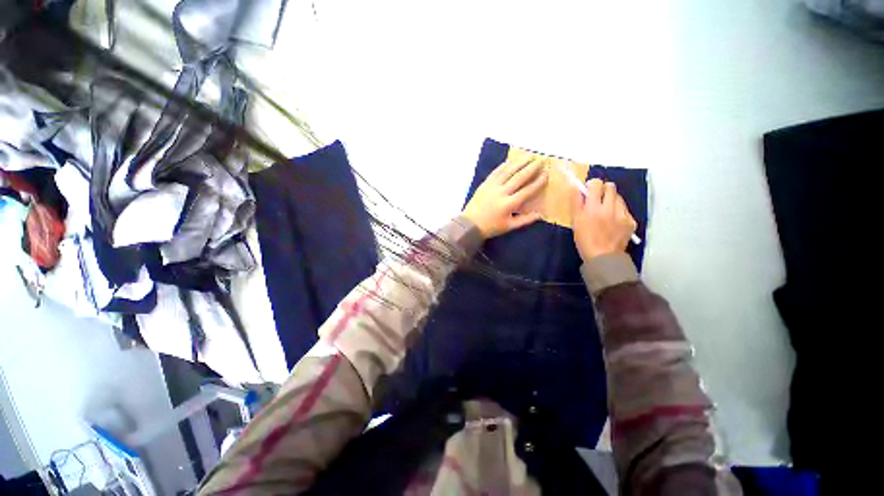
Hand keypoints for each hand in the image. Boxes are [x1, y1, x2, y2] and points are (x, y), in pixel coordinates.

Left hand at [462, 156, 547, 237]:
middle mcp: (501, 193)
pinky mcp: (485, 184)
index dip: (538, 182)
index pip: (527, 191)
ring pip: (508, 171)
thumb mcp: (509, 226)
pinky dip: (504, 165)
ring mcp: (492, 187)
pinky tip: (511, 160)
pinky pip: (496, 172)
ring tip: (529, 156)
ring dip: (519, 163)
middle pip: (519, 178)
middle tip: (541, 161)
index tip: (546, 174)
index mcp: (509, 205)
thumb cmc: (491, 227)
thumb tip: (540, 214)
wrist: (470, 224)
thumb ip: (525, 220)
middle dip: (531, 168)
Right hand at [572, 179, 636, 260]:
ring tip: (606, 211)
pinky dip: (618, 211)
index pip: (596, 184)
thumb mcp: (576, 222)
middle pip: (610, 186)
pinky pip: (625, 209)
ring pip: (618, 197)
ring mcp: (623, 214)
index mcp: (593, 208)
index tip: (589, 190)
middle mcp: (609, 208)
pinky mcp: (631, 221)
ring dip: (611, 200)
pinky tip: (613, 221)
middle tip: (598, 198)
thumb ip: (576, 203)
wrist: (603, 257)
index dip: (592, 184)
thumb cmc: (585, 240)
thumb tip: (575, 187)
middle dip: (603, 189)